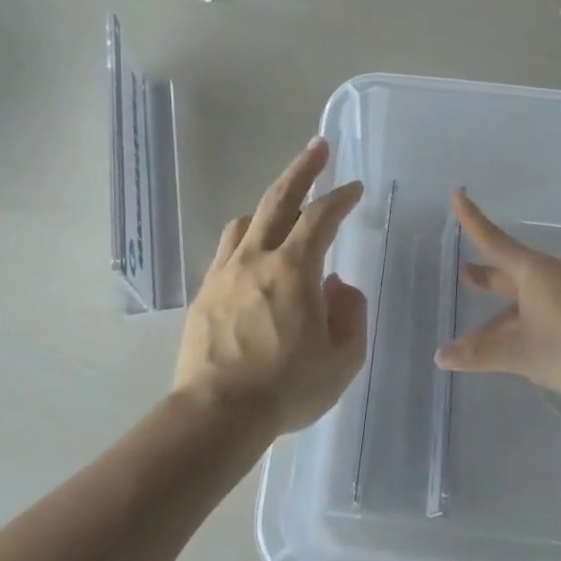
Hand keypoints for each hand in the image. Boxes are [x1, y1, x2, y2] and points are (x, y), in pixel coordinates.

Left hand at [173, 139, 367, 439]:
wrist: (218, 413)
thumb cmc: (287, 388)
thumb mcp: (342, 359)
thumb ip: (351, 314)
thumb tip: (338, 286)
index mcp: (294, 269)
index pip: (322, 217)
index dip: (341, 198)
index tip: (354, 188)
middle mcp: (257, 258)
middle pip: (279, 198)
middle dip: (303, 169)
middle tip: (318, 148)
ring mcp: (225, 273)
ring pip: (247, 221)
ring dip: (270, 206)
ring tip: (285, 209)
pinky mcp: (205, 292)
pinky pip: (228, 250)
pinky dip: (246, 238)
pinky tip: (253, 253)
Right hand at [436, 190, 560, 400]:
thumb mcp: (521, 353)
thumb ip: (480, 354)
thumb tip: (442, 355)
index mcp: (531, 272)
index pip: (493, 241)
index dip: (472, 220)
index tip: (458, 195)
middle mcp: (551, 274)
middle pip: (510, 270)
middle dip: (487, 274)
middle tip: (465, 271)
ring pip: (529, 295)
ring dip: (507, 307)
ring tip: (487, 327)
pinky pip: (548, 307)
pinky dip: (528, 318)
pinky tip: (527, 342)